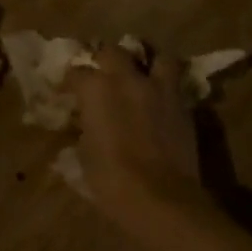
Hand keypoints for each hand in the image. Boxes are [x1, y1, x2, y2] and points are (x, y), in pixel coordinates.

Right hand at [67, 47, 209, 233]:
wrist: (160, 198)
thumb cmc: (110, 180)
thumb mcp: (84, 155)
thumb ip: (84, 131)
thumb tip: (85, 127)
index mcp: (96, 89)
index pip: (77, 72)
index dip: (70, 81)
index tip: (67, 92)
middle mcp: (128, 80)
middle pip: (114, 52)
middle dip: (105, 59)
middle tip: (102, 73)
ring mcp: (160, 90)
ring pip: (157, 57)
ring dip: (146, 63)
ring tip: (141, 76)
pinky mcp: (184, 106)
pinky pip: (174, 85)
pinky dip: (165, 88)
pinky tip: (159, 102)